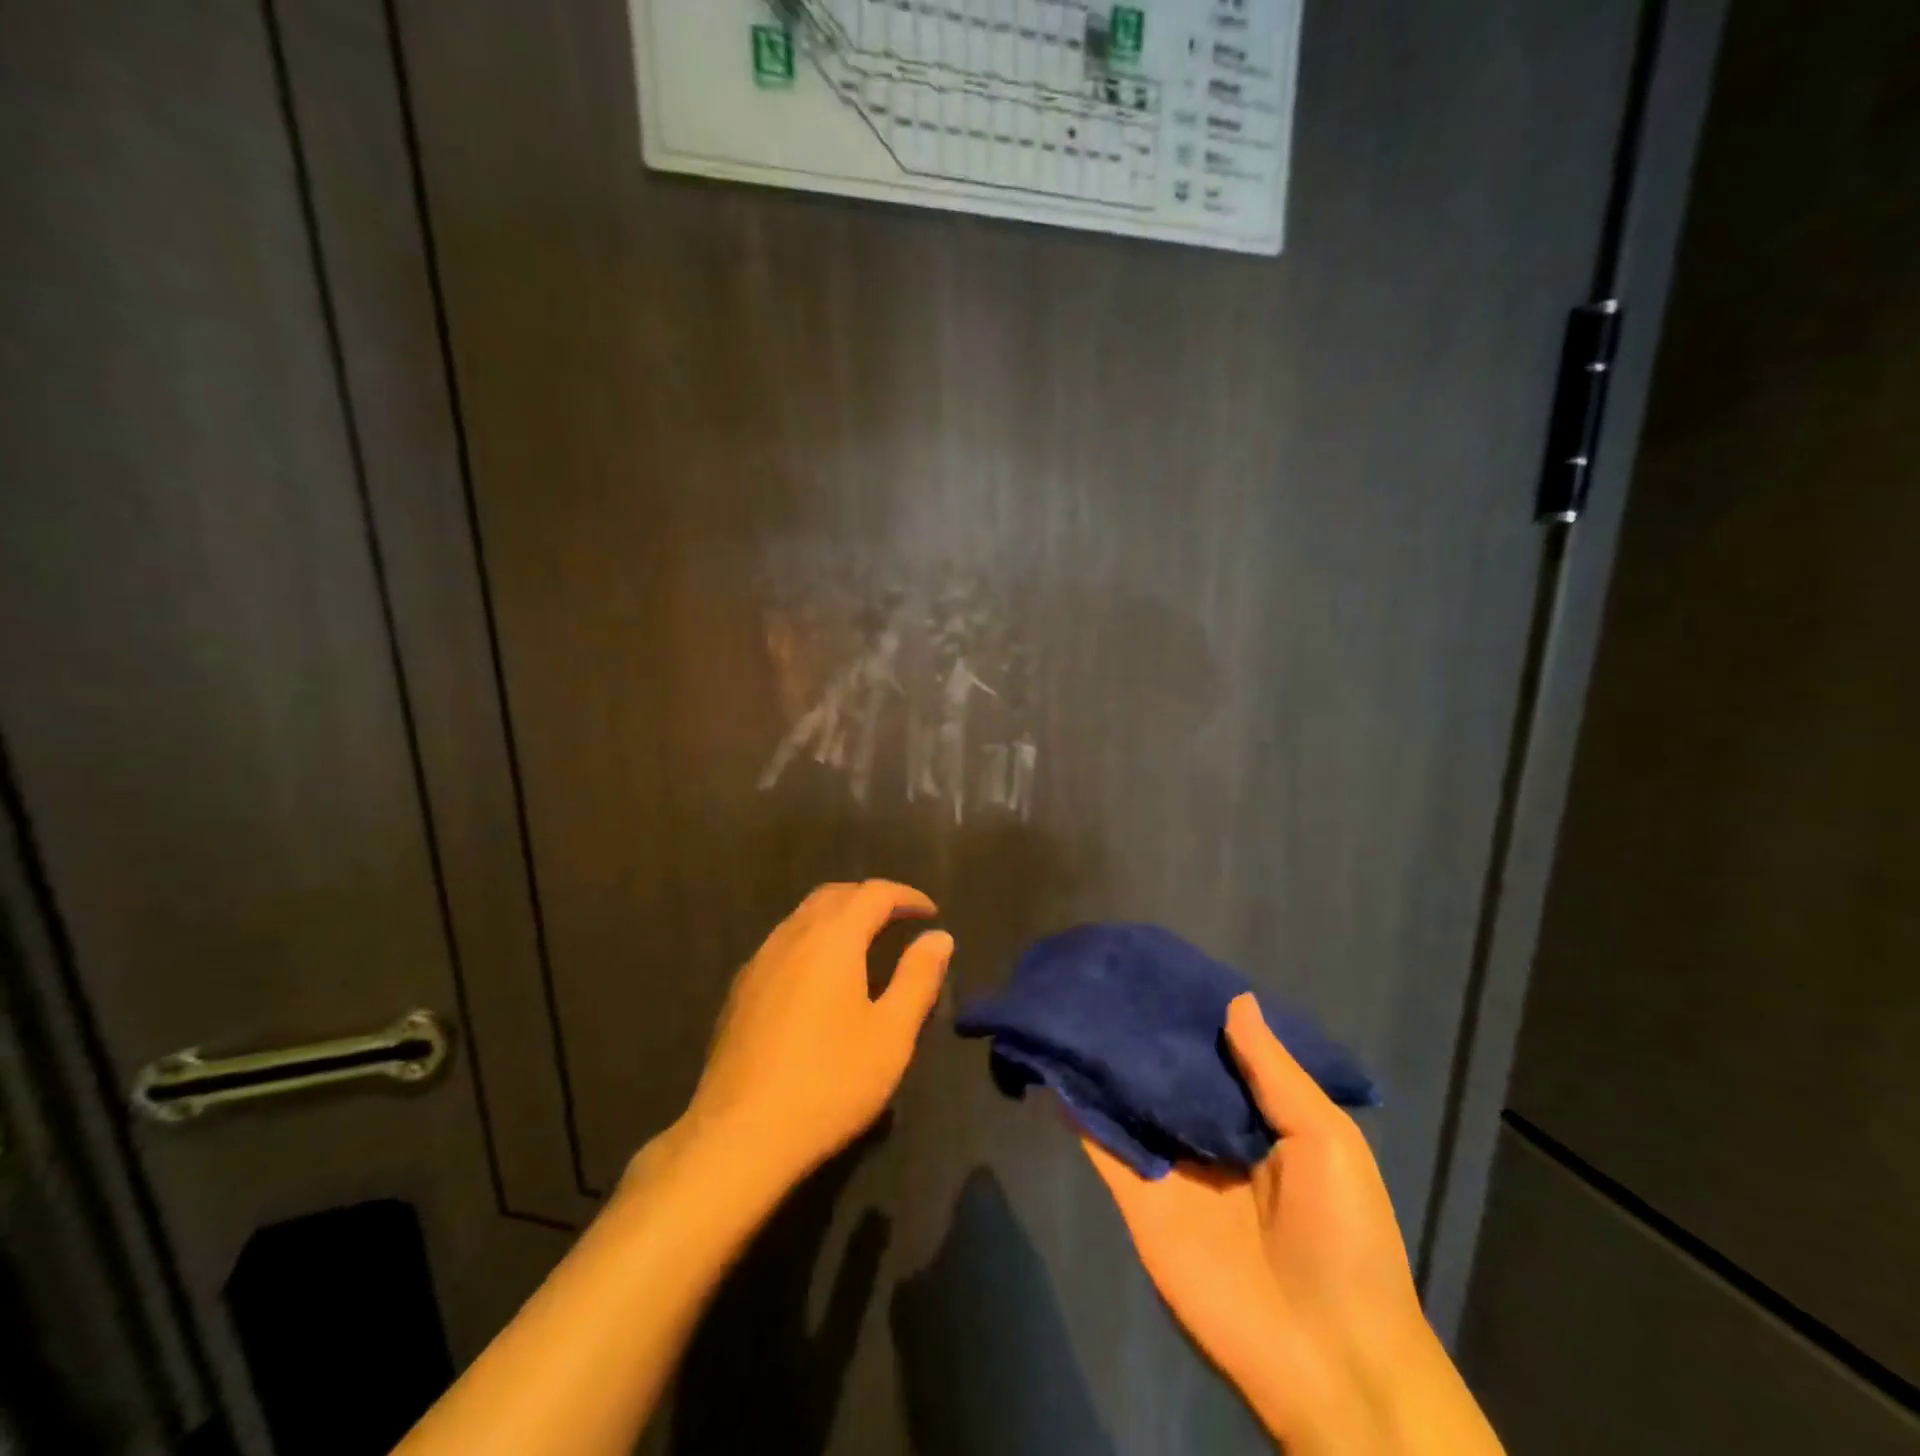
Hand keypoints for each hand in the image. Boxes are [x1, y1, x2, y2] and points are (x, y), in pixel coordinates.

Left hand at [680, 881, 952, 1191]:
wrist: (740, 1135)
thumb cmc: (829, 1082)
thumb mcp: (891, 1034)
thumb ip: (918, 978)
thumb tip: (939, 936)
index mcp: (833, 939)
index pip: (873, 893)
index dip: (906, 896)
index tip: (930, 912)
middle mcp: (792, 936)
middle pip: (834, 895)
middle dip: (870, 898)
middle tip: (899, 919)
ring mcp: (759, 962)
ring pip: (803, 917)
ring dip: (838, 916)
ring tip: (864, 943)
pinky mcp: (740, 990)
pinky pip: (783, 943)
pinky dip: (812, 940)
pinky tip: (820, 977)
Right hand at [1083, 994, 1501, 1455]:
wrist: (1328, 1359)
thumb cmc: (1343, 1238)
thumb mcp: (1327, 1140)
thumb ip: (1275, 1072)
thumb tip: (1236, 999)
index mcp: (1259, 1122)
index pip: (1216, 1056)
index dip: (1192, 1017)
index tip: (1158, 970)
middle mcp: (1209, 1138)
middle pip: (1167, 1075)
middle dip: (1143, 1035)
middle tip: (1104, 977)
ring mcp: (1171, 1169)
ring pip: (1131, 1103)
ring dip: (1105, 1065)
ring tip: (1071, 1005)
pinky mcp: (1139, 1200)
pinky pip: (1105, 1147)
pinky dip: (1080, 1111)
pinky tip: (1057, 1065)